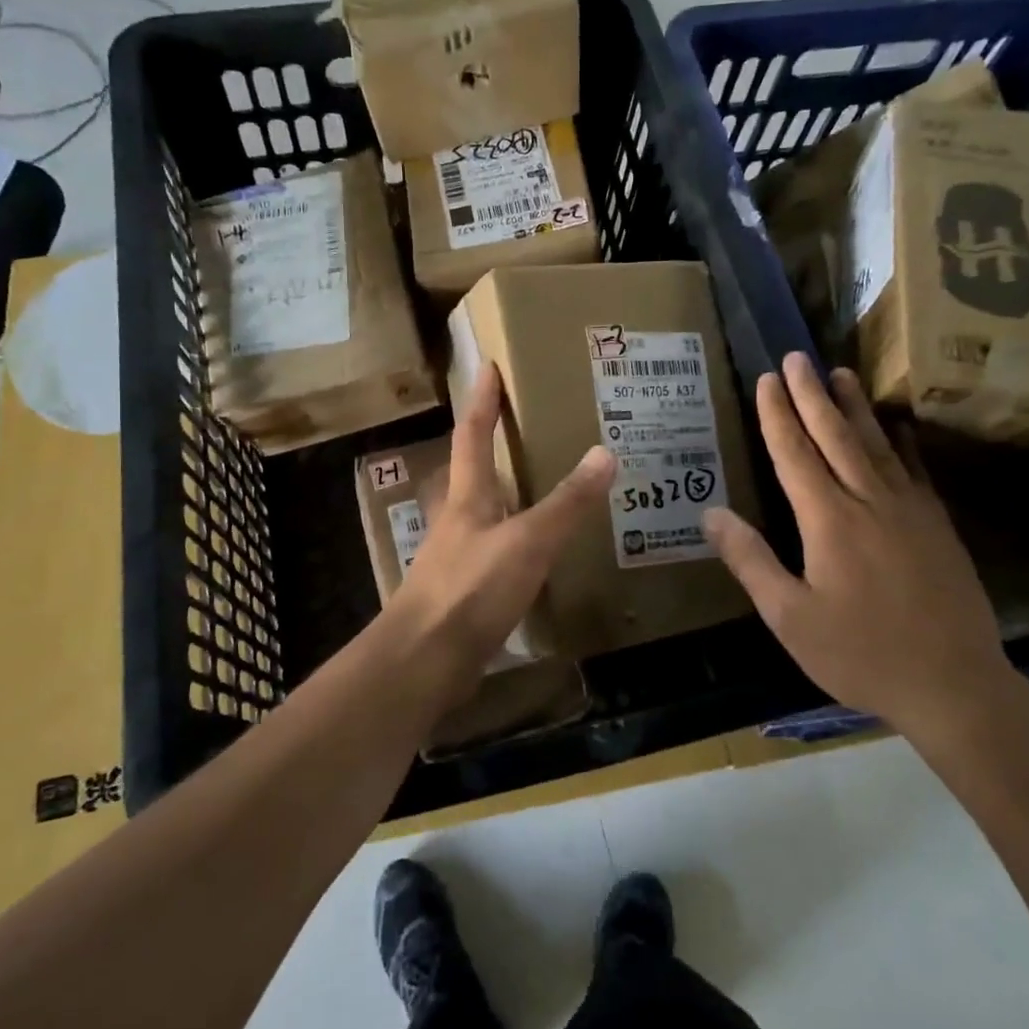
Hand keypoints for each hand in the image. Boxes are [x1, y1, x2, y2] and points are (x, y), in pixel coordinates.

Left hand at [388, 363, 614, 699]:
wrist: (424, 662)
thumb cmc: (471, 590)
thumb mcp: (527, 543)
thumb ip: (566, 503)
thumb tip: (605, 452)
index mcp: (467, 498)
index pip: (472, 434)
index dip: (482, 399)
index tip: (487, 366)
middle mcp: (458, 521)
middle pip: (471, 472)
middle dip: (490, 444)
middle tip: (525, 426)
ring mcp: (457, 558)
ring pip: (484, 514)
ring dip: (507, 495)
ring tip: (542, 486)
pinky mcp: (463, 593)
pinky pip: (494, 553)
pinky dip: (515, 542)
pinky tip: (536, 556)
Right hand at [702, 353, 1013, 735]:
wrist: (955, 686)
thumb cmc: (860, 654)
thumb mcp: (789, 617)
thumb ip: (750, 561)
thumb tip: (712, 514)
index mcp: (829, 521)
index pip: (795, 454)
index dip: (777, 415)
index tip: (766, 380)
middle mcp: (869, 501)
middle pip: (836, 435)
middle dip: (812, 394)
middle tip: (797, 357)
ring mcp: (910, 510)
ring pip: (877, 444)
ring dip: (854, 406)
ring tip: (839, 372)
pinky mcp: (937, 525)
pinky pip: (914, 469)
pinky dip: (900, 441)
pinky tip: (895, 426)